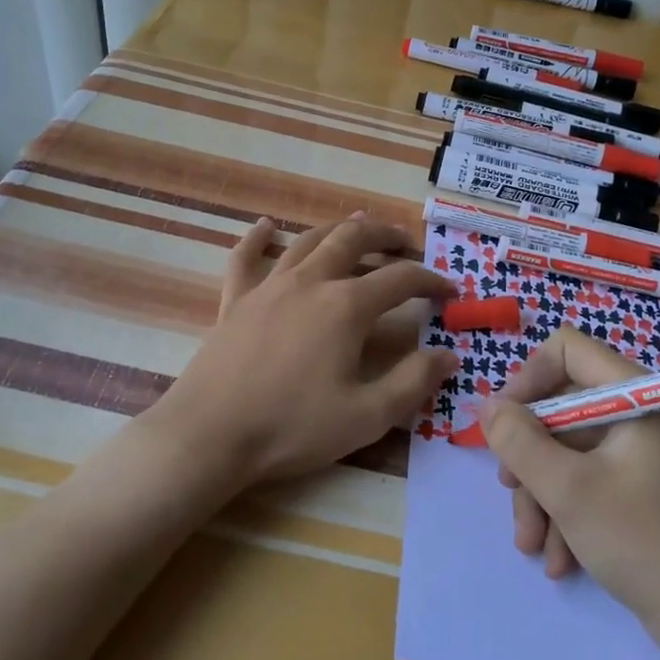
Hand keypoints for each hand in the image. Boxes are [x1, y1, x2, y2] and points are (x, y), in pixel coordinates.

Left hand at [151, 213, 457, 485]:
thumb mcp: (366, 415)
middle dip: (384, 235)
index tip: (449, 290)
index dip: (430, 280)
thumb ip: (413, 381)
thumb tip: (449, 353)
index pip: (400, 279)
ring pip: (308, 241)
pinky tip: (267, 226)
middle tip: (405, 240)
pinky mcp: (235, 301)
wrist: (210, 436)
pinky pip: (246, 258)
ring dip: (338, 229)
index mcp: (346, 306)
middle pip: (353, 240)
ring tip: (358, 224)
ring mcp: (269, 287)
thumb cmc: (292, 427)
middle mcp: (310, 282)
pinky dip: (258, 238)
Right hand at [482, 328, 659, 641]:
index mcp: (637, 397)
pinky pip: (590, 479)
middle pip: (563, 409)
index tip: (504, 422)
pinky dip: (567, 511)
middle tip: (511, 493)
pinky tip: (559, 558)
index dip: (528, 378)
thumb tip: (489, 406)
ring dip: (543, 495)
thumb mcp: (567, 490)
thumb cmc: (641, 542)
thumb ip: (519, 441)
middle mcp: (641, 415)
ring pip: (571, 451)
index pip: (568, 351)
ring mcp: (644, 453)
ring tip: (532, 545)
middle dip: (531, 457)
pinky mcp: (643, 488)